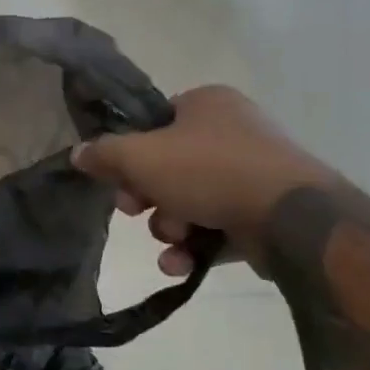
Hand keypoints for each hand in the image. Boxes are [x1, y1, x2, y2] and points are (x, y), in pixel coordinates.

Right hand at [71, 85, 335, 276]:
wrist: (293, 218)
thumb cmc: (209, 171)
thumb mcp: (139, 157)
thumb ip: (103, 154)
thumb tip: (77, 153)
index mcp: (206, 104)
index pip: (153, 124)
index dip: (129, 155)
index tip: (119, 182)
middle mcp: (233, 131)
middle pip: (168, 166)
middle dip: (149, 199)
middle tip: (139, 213)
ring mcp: (254, 172)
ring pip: (191, 200)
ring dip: (170, 227)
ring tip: (172, 243)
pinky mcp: (268, 211)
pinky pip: (219, 225)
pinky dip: (197, 245)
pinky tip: (183, 264)